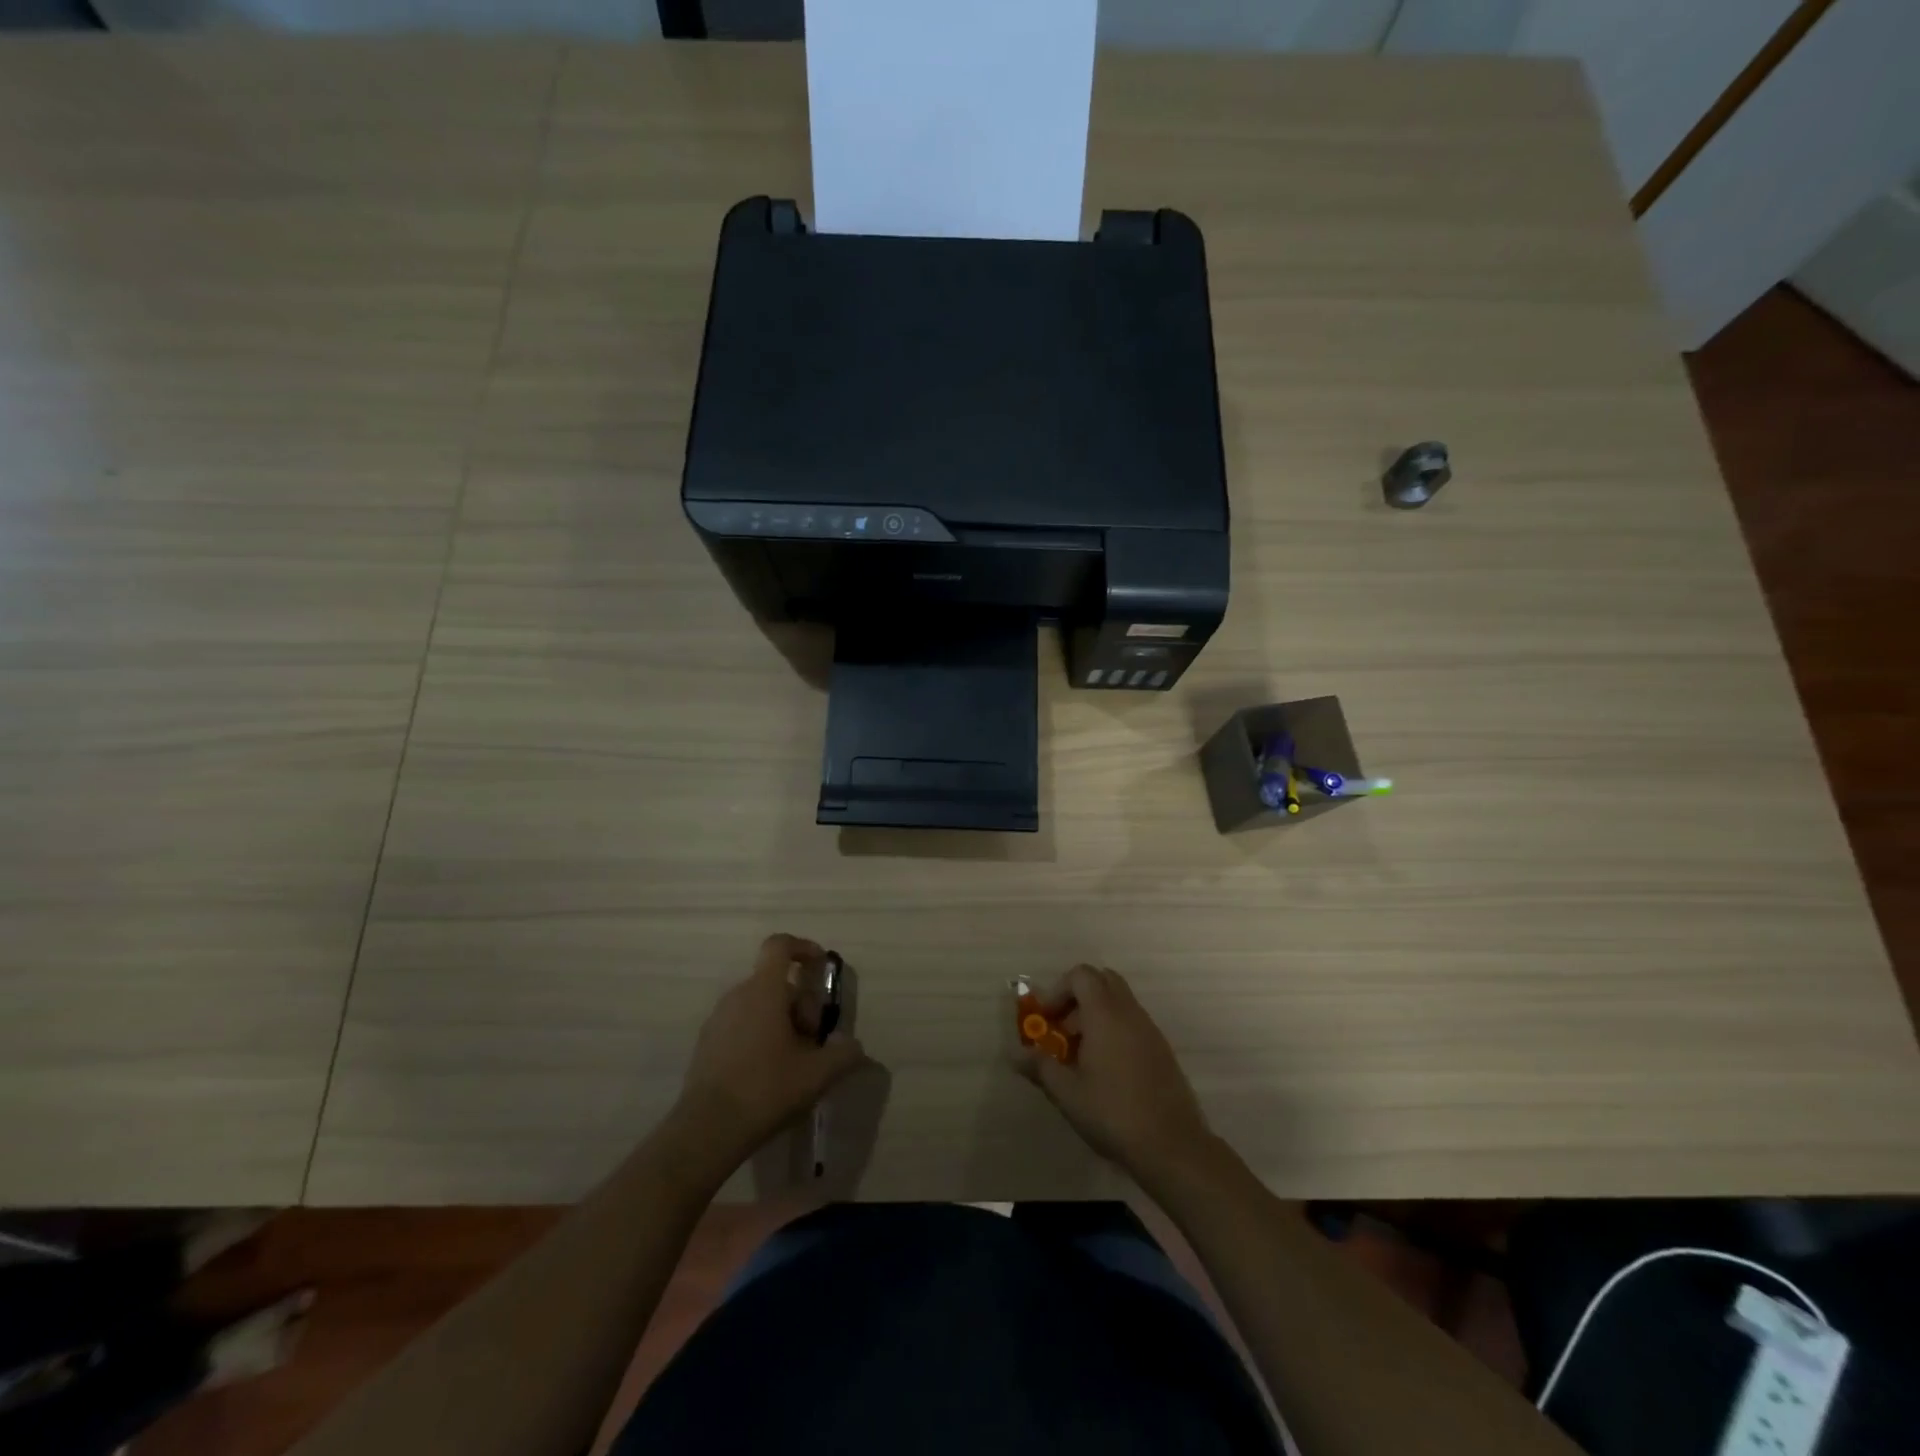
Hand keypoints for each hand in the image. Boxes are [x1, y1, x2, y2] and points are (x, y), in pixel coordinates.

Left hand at [671, 934, 864, 1169]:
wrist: (706, 1130)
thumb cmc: (766, 1090)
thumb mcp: (818, 1074)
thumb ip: (844, 1053)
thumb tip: (853, 1045)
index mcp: (764, 991)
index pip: (779, 945)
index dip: (803, 947)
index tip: (820, 966)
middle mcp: (737, 996)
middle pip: (776, 983)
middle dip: (800, 1004)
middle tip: (812, 1040)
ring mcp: (717, 1020)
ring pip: (758, 1005)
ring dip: (781, 1022)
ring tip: (793, 1061)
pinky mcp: (706, 1044)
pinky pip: (740, 1024)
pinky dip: (760, 1036)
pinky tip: (768, 1074)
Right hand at [1015, 964, 1213, 1185]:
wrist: (1172, 1145)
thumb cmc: (1113, 1113)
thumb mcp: (1067, 1093)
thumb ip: (1040, 1067)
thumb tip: (1015, 1054)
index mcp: (1105, 1014)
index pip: (1081, 975)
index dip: (1058, 990)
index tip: (1046, 1019)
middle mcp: (1130, 1012)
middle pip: (1102, 980)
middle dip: (1077, 997)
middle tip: (1062, 1028)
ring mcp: (1150, 1029)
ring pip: (1119, 1001)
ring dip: (1095, 1014)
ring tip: (1080, 1054)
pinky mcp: (1161, 1049)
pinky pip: (1132, 1022)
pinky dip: (1114, 1029)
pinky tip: (1105, 1069)